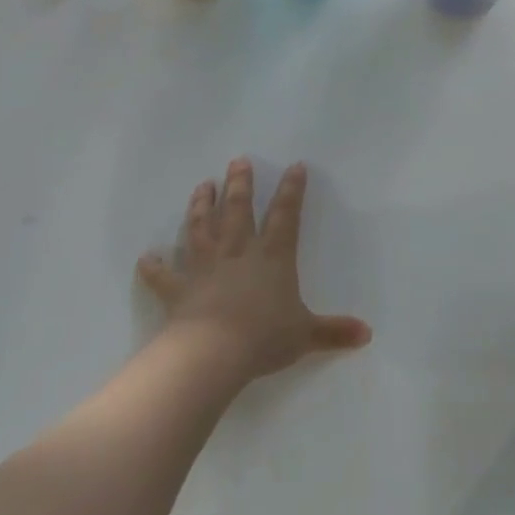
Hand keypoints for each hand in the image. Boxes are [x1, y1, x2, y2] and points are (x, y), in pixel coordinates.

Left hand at [136, 158, 371, 384]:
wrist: (212, 353)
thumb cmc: (264, 336)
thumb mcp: (306, 334)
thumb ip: (334, 331)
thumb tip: (367, 335)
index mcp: (273, 257)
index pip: (286, 216)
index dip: (292, 190)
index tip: (295, 166)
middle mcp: (238, 253)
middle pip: (238, 210)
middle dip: (239, 184)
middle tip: (237, 161)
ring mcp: (205, 268)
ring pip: (201, 228)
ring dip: (200, 206)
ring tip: (202, 184)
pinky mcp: (179, 289)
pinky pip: (164, 275)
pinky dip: (154, 266)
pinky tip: (147, 256)